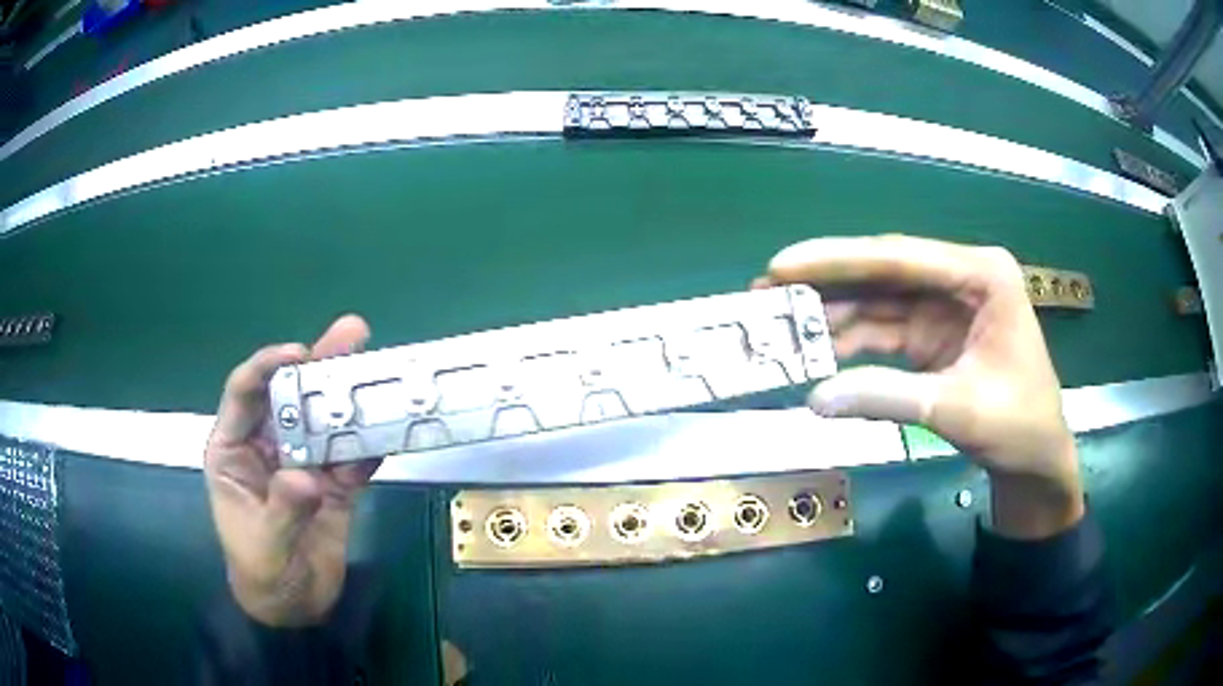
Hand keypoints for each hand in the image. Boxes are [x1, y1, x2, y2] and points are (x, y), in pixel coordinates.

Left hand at [204, 315, 380, 626]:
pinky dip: (370, 445)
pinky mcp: (333, 485)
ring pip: (325, 420)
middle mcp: (268, 447)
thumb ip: (282, 510)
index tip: (300, 355)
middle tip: (353, 333)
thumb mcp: (265, 545)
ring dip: (350, 396)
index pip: (245, 395)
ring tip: (379, 366)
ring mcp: (303, 464)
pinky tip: (391, 427)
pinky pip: (352, 459)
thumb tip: (306, 475)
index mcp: (235, 450)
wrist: (293, 608)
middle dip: (320, 364)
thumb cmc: (262, 575)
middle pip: (292, 396)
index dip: (268, 367)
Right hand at [756, 235, 1083, 538]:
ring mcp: (945, 306)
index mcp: (982, 275)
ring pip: (878, 301)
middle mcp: (960, 279)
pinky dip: (851, 341)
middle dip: (827, 283)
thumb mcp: (957, 409)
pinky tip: (817, 350)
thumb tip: (814, 399)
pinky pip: (884, 330)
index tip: (782, 265)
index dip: (838, 261)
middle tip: (768, 291)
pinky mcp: (932, 334)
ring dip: (832, 314)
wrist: (1036, 460)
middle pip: (884, 273)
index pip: (901, 258)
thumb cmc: (1019, 426)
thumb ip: (888, 397)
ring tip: (781, 323)